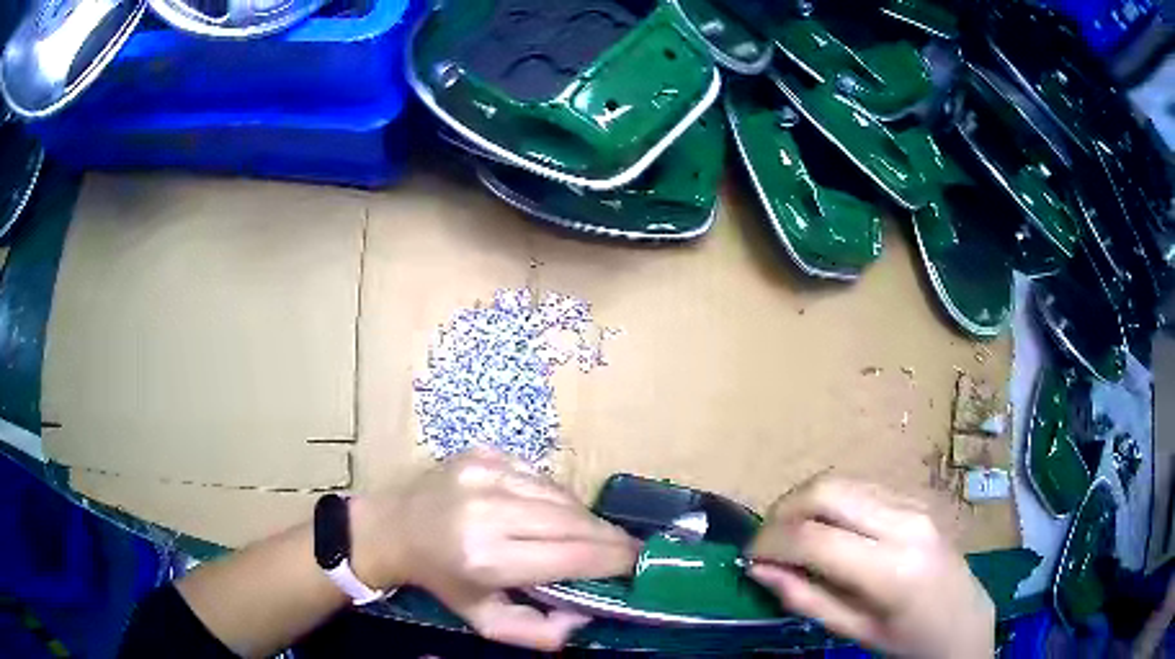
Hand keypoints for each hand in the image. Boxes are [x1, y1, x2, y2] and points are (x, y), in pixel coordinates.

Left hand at [349, 448, 637, 650]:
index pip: (573, 556)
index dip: (614, 559)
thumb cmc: (443, 580)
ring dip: (584, 518)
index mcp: (486, 558)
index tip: (639, 563)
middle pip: (574, 521)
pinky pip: (541, 476)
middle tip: (630, 550)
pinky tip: (552, 513)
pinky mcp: (484, 452)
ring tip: (592, 535)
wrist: (394, 527)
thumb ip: (539, 633)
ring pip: (561, 496)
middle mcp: (488, 510)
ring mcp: (486, 472)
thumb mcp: (485, 621)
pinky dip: (556, 498)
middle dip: (610, 538)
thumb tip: (586, 616)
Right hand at [747, 477, 993, 658]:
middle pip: (827, 491)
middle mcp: (904, 523)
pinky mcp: (916, 498)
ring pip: (842, 481)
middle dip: (783, 510)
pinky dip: (831, 502)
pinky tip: (825, 529)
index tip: (749, 557)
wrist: (963, 619)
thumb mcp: (854, 630)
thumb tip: (760, 570)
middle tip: (765, 540)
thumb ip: (805, 599)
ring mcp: (914, 504)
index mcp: (891, 569)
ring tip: (789, 534)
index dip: (771, 542)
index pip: (815, 539)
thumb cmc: (908, 638)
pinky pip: (862, 487)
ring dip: (804, 502)